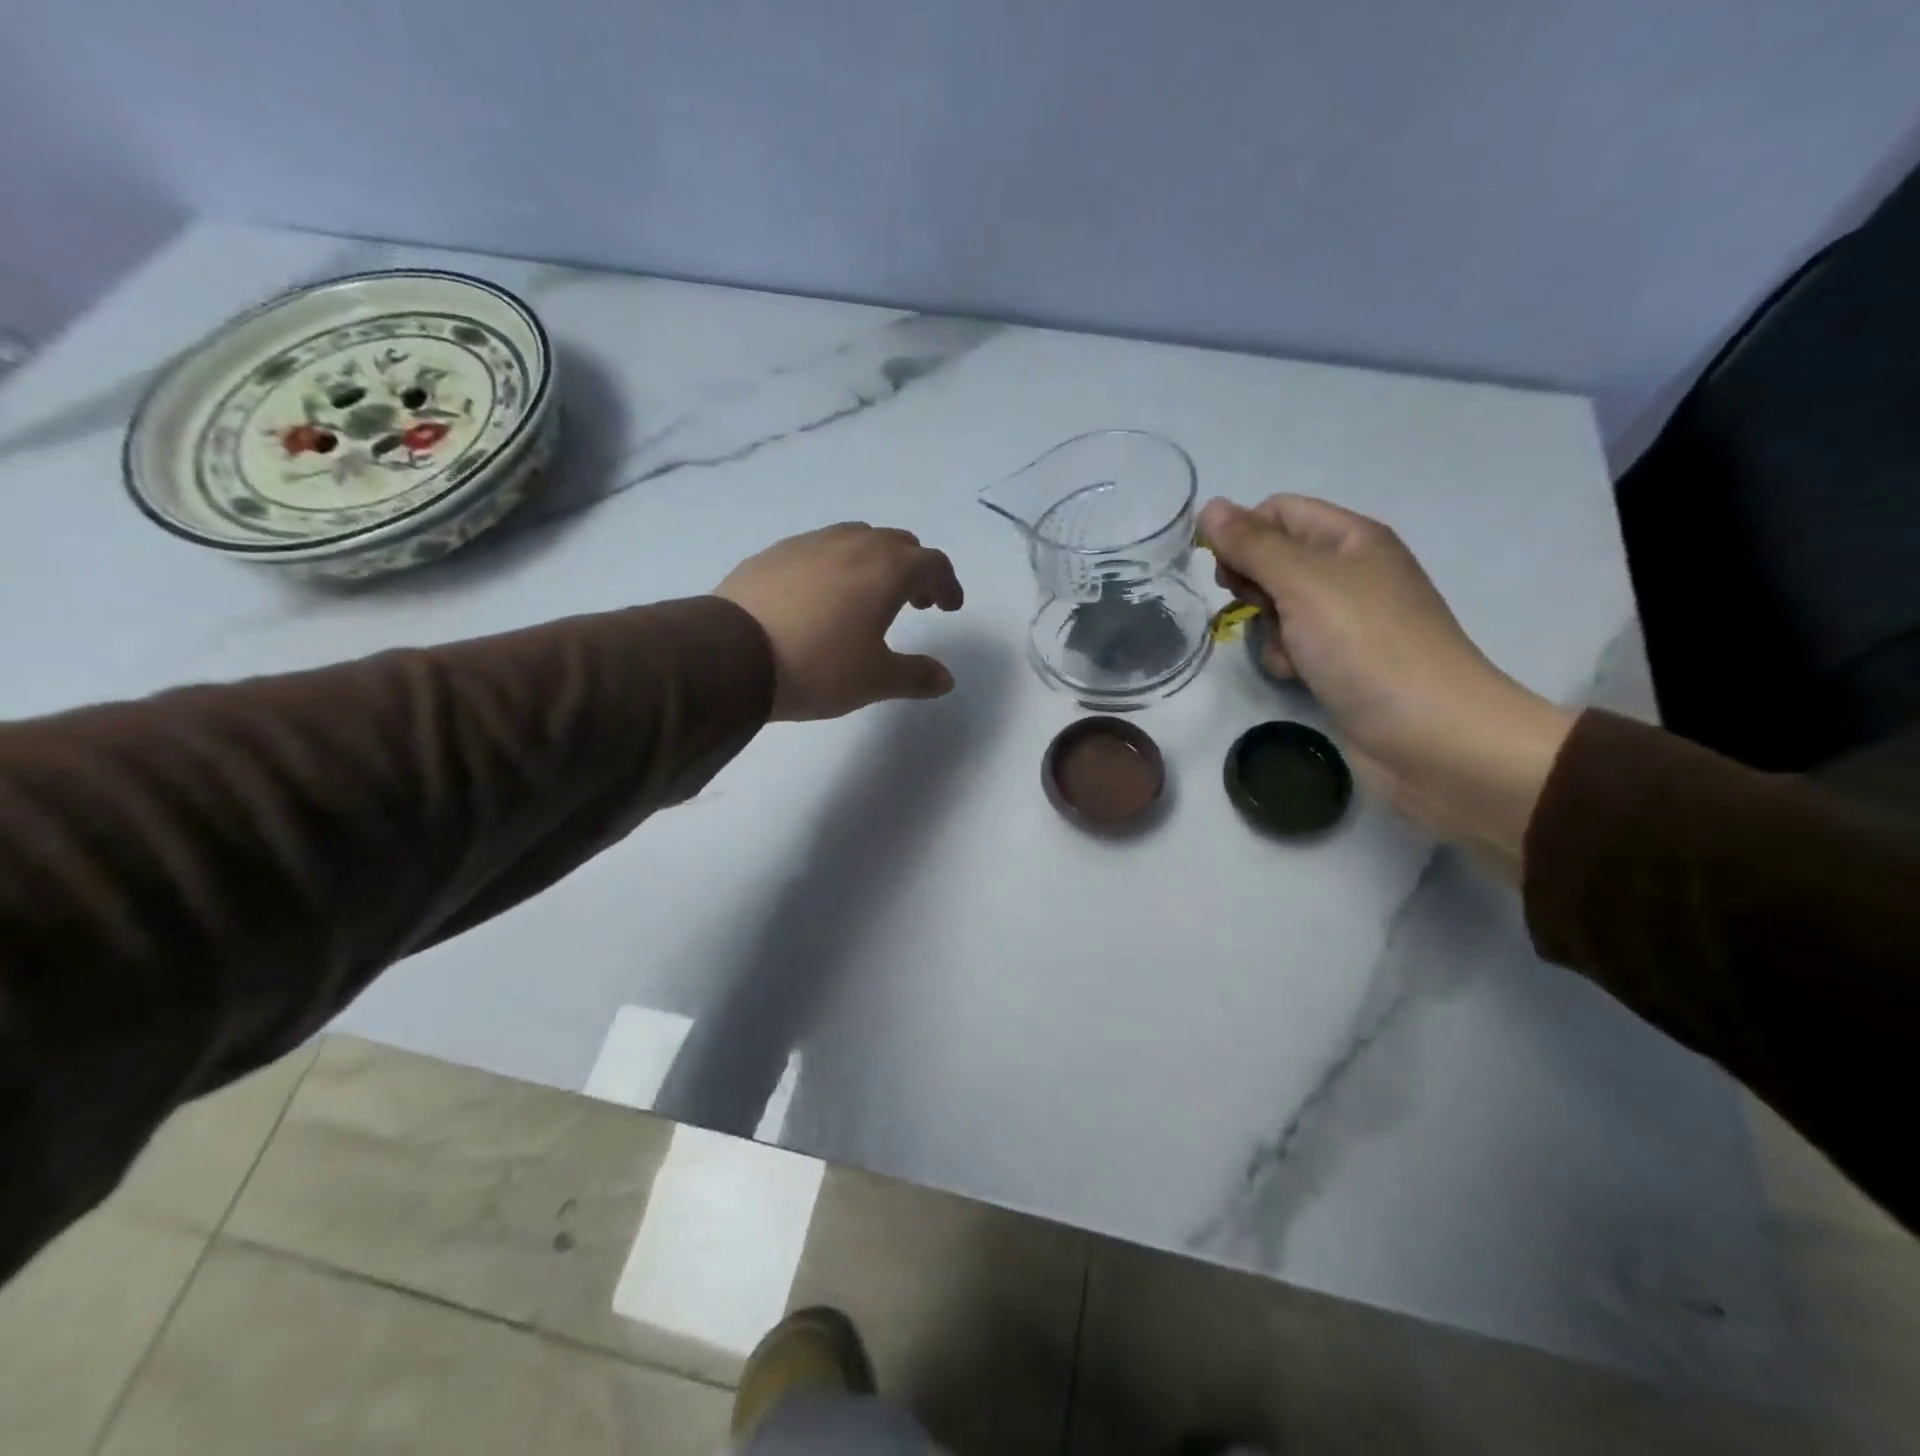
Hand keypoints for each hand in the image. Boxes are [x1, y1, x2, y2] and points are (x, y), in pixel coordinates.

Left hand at [716, 523, 964, 721]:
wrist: (731, 656)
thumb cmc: (818, 666)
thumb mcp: (875, 680)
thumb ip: (916, 676)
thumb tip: (946, 679)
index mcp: (887, 569)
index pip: (932, 563)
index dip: (947, 583)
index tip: (949, 607)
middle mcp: (852, 545)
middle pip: (897, 543)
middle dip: (914, 569)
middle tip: (914, 602)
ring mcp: (809, 544)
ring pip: (856, 538)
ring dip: (875, 560)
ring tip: (867, 595)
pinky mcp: (774, 553)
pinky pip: (819, 548)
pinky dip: (836, 564)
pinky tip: (821, 596)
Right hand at [1198, 495, 1573, 878]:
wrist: (1429, 733)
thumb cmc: (1366, 645)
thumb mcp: (1303, 583)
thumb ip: (1252, 545)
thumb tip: (1210, 507)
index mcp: (1350, 538)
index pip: (1279, 512)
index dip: (1243, 533)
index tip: (1221, 571)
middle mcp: (1349, 571)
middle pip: (1275, 559)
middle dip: (1253, 584)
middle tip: (1253, 609)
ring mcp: (1347, 620)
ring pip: (1278, 606)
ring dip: (1266, 627)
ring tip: (1284, 651)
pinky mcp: (1341, 661)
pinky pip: (1293, 645)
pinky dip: (1285, 658)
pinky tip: (1296, 676)